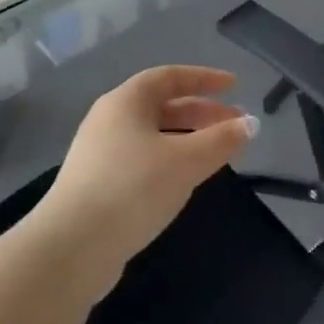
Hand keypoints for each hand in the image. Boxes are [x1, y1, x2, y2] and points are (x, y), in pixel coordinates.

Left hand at [28, 67, 256, 298]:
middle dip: (202, 113)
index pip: (169, 77)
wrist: (73, 246)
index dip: (204, 79)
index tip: (235, 85)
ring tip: (217, 154)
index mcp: (125, 101)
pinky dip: (170, 160)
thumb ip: (221, 140)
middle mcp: (109, 120)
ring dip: (188, 139)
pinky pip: (142, 159)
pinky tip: (185, 181)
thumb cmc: (133, 188)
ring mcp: (100, 153)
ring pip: (153, 135)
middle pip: (162, 106)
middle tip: (236, 125)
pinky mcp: (97, 184)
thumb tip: (250, 124)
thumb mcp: (186, 161)